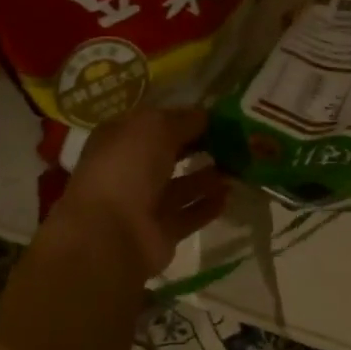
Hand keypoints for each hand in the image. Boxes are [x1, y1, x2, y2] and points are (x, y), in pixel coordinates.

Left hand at [49, 108, 229, 277]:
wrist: (110, 234)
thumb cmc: (126, 168)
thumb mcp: (154, 127)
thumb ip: (184, 120)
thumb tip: (206, 116)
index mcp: (119, 139)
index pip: (156, 123)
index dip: (185, 117)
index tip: (220, 115)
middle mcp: (130, 169)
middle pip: (171, 153)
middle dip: (201, 145)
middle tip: (238, 139)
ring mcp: (145, 203)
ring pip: (183, 185)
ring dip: (209, 175)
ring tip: (240, 165)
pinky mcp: (161, 231)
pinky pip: (190, 214)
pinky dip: (209, 204)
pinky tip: (231, 193)